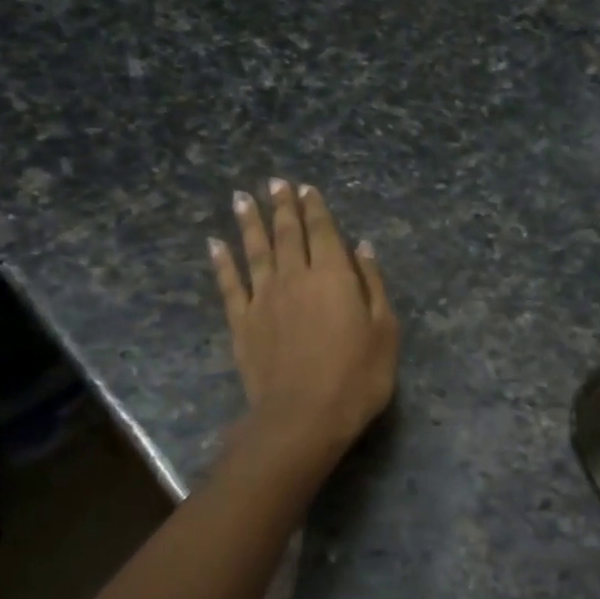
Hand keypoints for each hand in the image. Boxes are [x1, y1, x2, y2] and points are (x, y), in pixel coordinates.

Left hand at [210, 179, 397, 461]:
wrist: (303, 415)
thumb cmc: (357, 376)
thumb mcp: (384, 331)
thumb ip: (373, 285)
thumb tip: (362, 247)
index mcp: (334, 277)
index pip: (323, 232)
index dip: (315, 209)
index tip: (306, 188)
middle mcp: (295, 277)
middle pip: (288, 234)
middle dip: (282, 206)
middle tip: (275, 183)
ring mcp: (264, 299)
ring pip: (255, 251)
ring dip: (250, 223)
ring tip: (243, 198)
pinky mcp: (242, 322)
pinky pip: (229, 284)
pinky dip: (222, 262)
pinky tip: (215, 244)